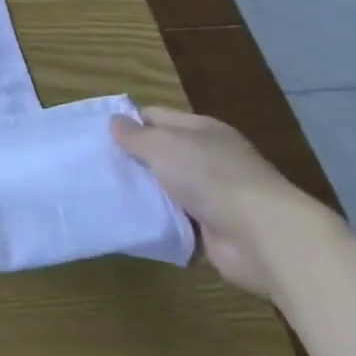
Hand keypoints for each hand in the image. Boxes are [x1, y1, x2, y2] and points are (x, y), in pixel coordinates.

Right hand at [112, 108, 328, 300]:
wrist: (264, 237)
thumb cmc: (211, 177)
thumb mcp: (163, 145)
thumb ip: (135, 135)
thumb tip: (115, 122)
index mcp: (201, 131)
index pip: (156, 117)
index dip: (126, 123)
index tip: (95, 134)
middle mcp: (208, 159)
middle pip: (159, 155)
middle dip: (130, 161)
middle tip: (92, 166)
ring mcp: (213, 196)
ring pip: (165, 190)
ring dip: (142, 195)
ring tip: (102, 195)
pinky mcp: (212, 230)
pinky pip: (174, 223)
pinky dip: (156, 224)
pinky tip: (128, 222)